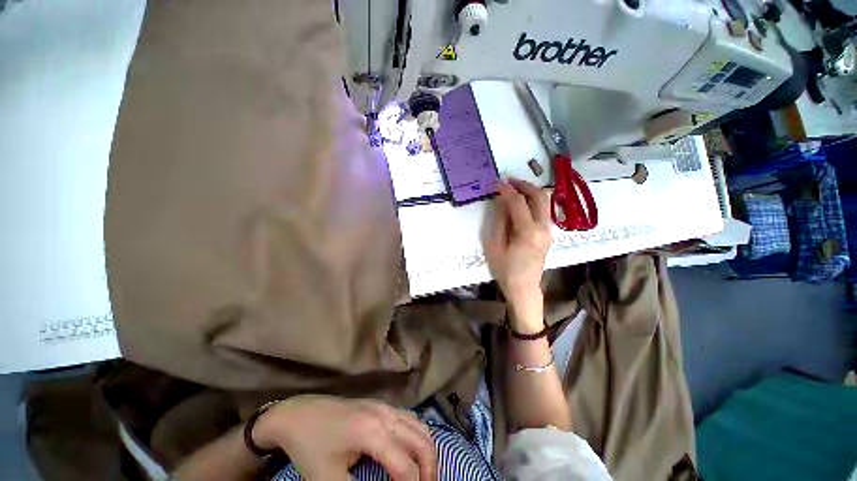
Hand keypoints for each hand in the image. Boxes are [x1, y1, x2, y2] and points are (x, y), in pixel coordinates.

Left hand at [253, 395, 435, 480]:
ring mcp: (385, 406)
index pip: (405, 467)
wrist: (299, 414)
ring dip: (426, 452)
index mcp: (373, 433)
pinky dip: (418, 437)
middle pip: (422, 442)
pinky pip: (410, 418)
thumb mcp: (328, 480)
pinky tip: (411, 452)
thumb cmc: (311, 448)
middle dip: (430, 471)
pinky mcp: (381, 405)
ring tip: (423, 476)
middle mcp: (386, 415)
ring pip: (420, 426)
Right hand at [484, 178, 551, 331]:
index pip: (518, 202)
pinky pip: (542, 210)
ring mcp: (548, 231)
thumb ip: (499, 221)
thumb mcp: (495, 246)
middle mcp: (543, 228)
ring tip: (513, 188)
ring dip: (530, 191)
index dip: (506, 190)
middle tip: (508, 180)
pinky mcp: (547, 234)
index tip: (496, 182)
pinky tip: (521, 202)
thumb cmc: (505, 270)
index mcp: (528, 232)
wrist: (524, 288)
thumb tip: (501, 202)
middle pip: (539, 196)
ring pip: (544, 202)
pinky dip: (533, 201)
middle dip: (524, 184)